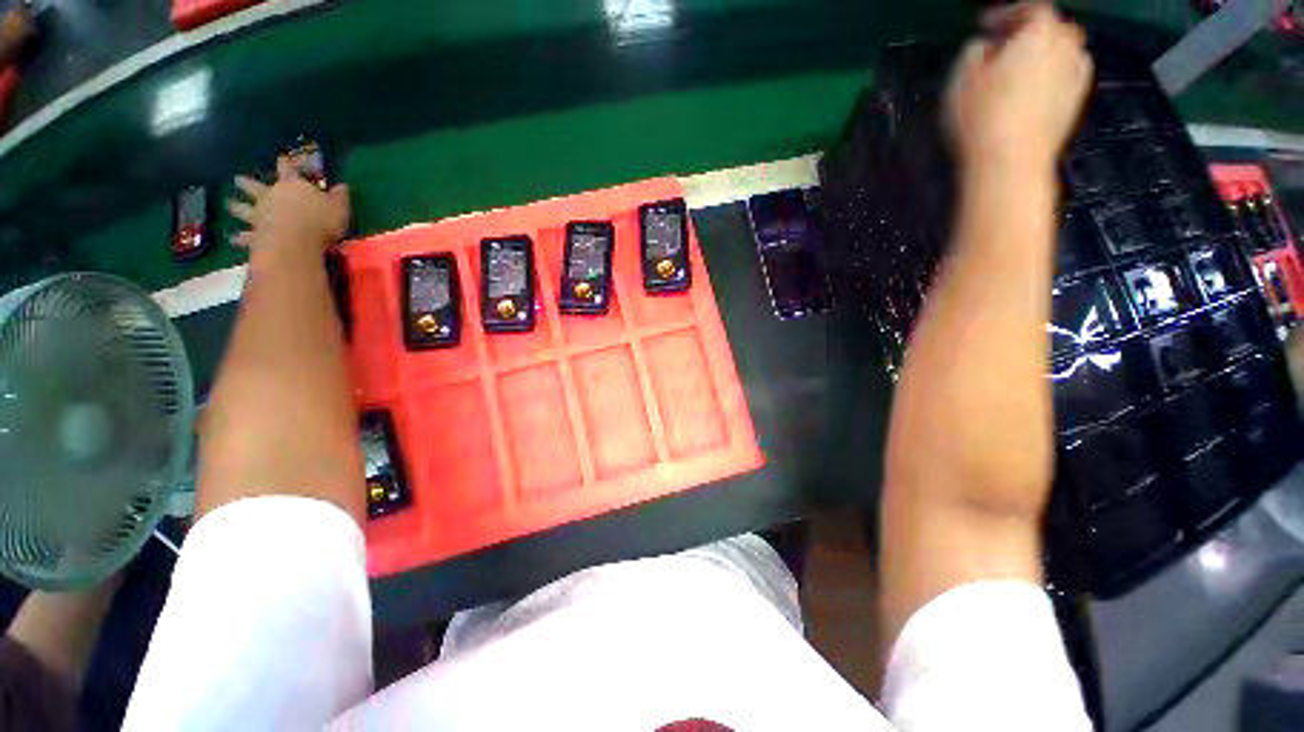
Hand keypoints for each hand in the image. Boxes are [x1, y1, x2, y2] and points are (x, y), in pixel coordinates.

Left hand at [228, 156, 349, 258]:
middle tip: (237, 179)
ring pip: (244, 209)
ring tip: (229, 204)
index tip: (280, 157)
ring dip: (236, 207)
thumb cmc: (320, 221)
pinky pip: (246, 235)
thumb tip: (343, 185)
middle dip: (247, 183)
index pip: (288, 170)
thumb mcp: (339, 208)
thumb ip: (339, 197)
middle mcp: (271, 196)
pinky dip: (239, 237)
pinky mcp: (256, 234)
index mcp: (292, 186)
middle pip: (255, 187)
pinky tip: (233, 237)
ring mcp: (260, 215)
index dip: (285, 163)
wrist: (296, 241)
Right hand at [945, 3, 1092, 174]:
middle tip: (1005, 47)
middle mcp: (1066, 47)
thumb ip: (974, 51)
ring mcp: (1076, 77)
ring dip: (1045, 54)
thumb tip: (985, 47)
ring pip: (1065, 52)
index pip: (1029, 8)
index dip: (1006, 13)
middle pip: (1054, 28)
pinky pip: (1068, 77)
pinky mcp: (1075, 105)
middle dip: (1031, 32)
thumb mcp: (962, 77)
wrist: (1010, 161)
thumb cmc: (982, 116)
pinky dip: (1053, 76)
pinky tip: (1035, 90)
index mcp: (1039, 32)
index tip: (985, 24)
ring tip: (1020, 69)